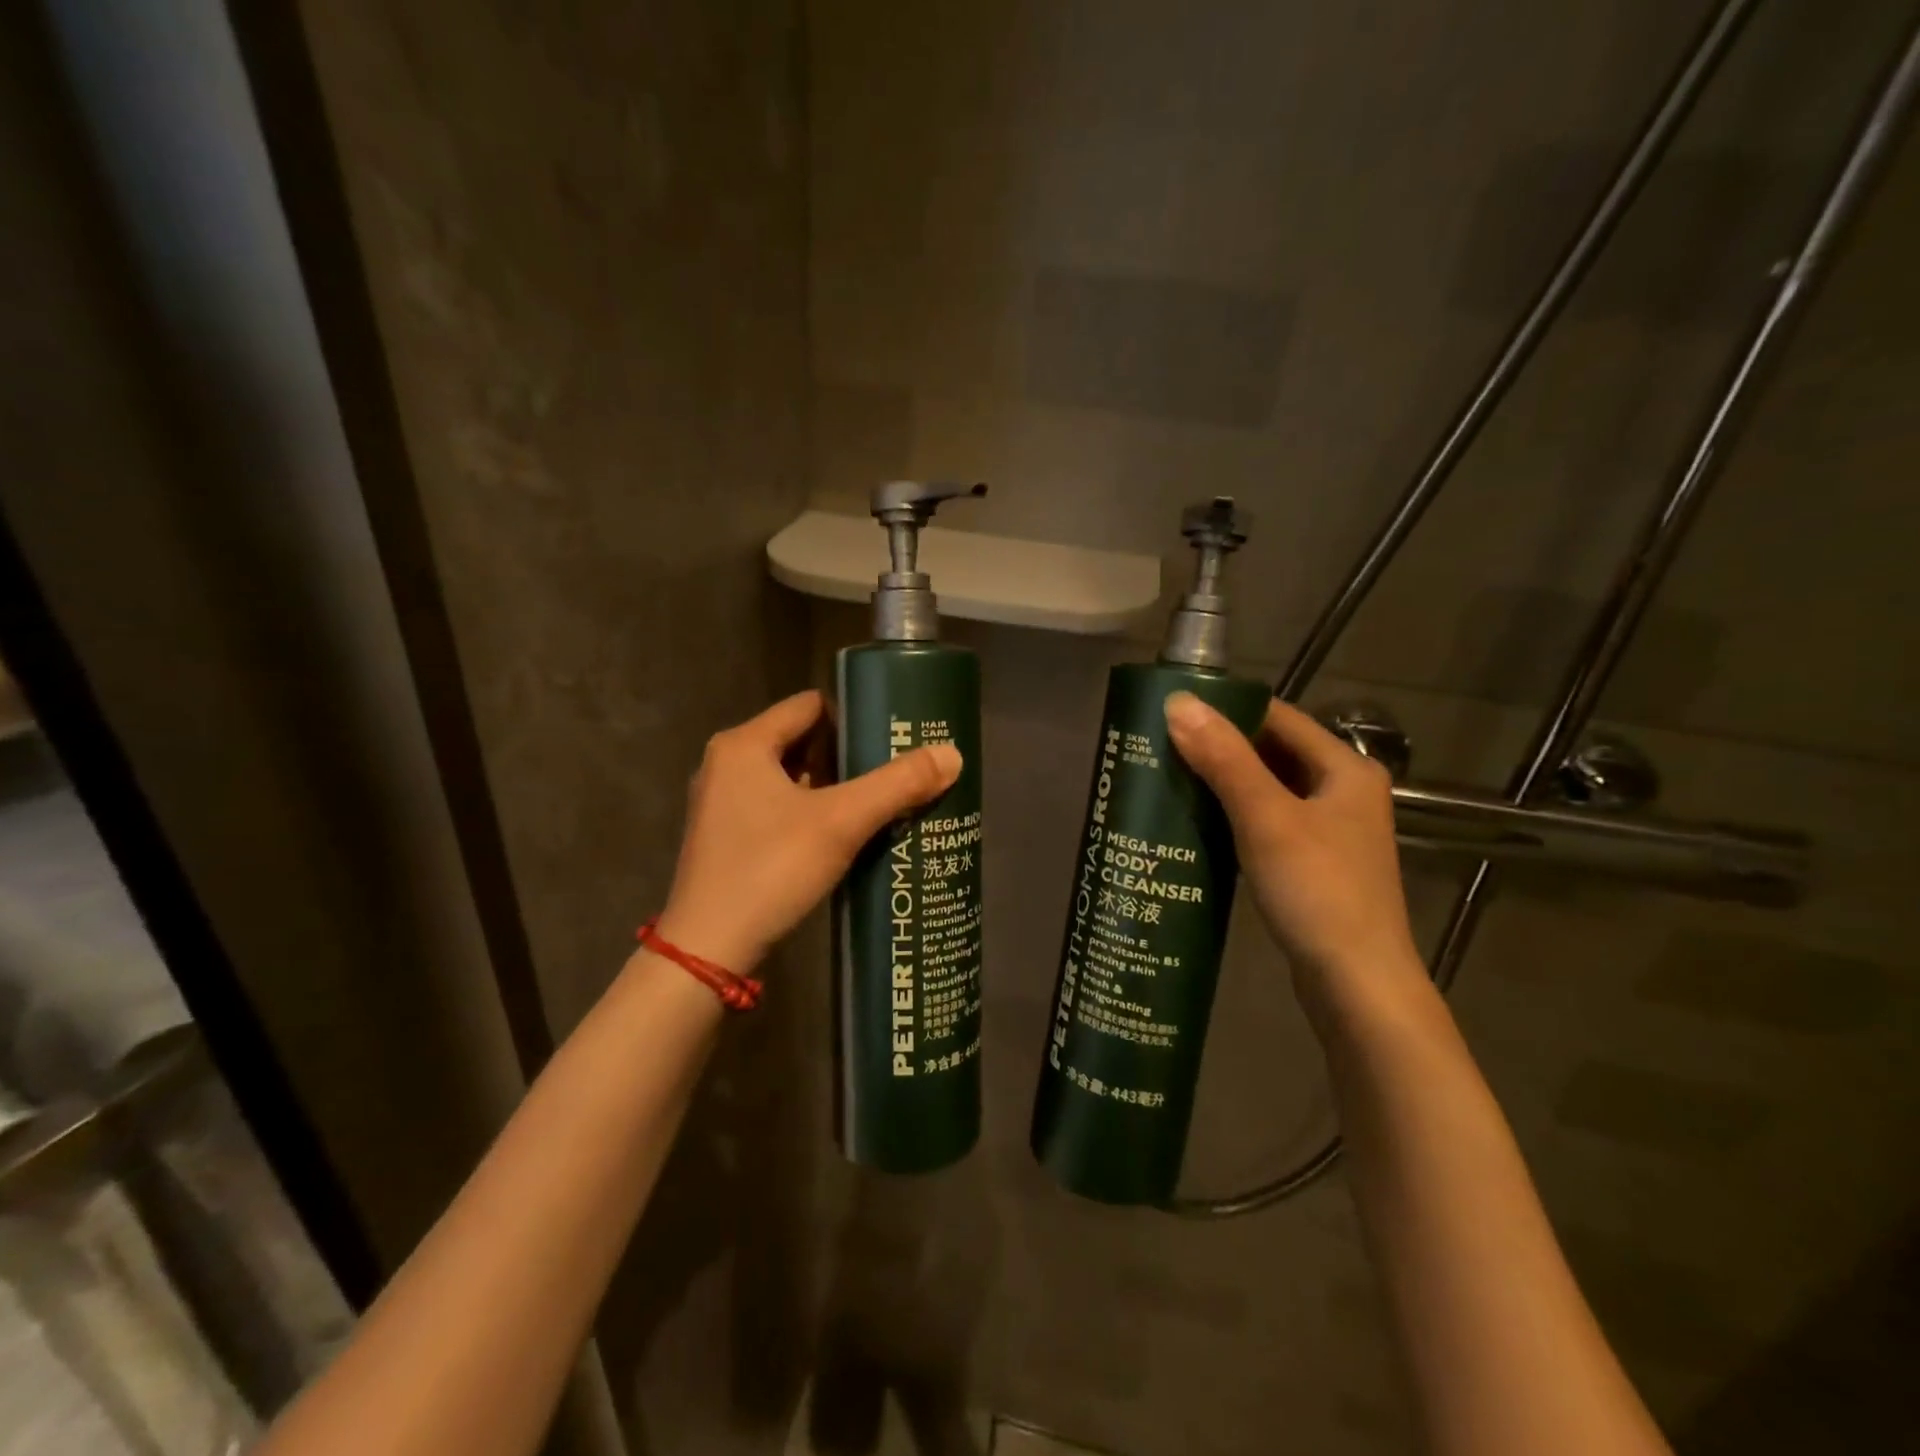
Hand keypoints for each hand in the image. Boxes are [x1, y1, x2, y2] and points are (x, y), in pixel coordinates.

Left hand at [657, 690, 960, 971]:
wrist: (708, 949)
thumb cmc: (771, 868)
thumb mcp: (842, 822)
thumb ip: (898, 784)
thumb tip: (953, 754)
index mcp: (744, 745)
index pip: (809, 706)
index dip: (853, 715)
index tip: (893, 734)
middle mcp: (727, 765)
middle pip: (801, 741)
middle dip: (848, 754)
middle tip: (895, 768)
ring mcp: (723, 804)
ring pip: (791, 778)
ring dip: (833, 786)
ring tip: (881, 799)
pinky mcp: (727, 839)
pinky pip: (778, 808)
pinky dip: (812, 812)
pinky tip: (846, 834)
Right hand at [1164, 692, 1427, 1021]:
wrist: (1357, 985)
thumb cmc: (1317, 891)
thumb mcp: (1266, 818)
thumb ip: (1224, 759)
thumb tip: (1178, 702)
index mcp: (1345, 769)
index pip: (1278, 717)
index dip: (1227, 709)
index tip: (1174, 712)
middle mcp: (1343, 792)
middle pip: (1273, 752)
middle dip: (1220, 748)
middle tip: (1162, 746)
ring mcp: (1330, 831)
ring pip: (1268, 789)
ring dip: (1224, 783)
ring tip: (1169, 778)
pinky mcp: (1314, 864)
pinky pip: (1268, 822)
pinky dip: (1235, 816)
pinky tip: (1198, 823)